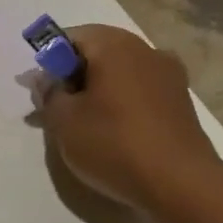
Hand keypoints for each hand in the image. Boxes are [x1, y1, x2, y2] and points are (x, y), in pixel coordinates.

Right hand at [36, 24, 221, 210]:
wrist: (181, 184)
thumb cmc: (114, 145)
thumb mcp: (64, 121)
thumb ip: (49, 94)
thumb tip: (47, 80)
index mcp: (114, 45)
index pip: (71, 37)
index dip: (49, 62)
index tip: (41, 93)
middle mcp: (145, 50)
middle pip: (98, 52)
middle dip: (74, 76)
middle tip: (58, 110)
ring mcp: (168, 75)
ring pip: (120, 72)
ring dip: (98, 90)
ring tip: (84, 125)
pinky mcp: (180, 101)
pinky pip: (140, 91)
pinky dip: (122, 103)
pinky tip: (114, 132)